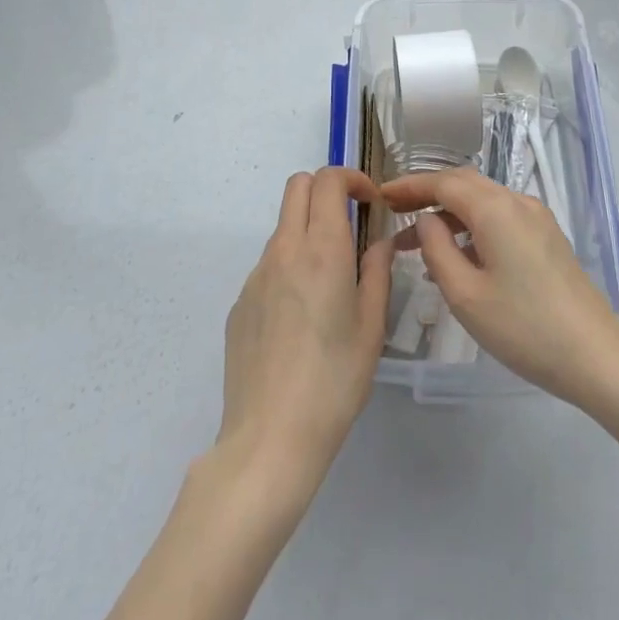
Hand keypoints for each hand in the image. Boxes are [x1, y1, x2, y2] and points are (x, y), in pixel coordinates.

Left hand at [217, 166, 391, 498]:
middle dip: (326, 190)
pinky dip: (289, 267)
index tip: (371, 203)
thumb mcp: (372, 328)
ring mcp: (256, 276)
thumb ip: (377, 273)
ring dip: (308, 230)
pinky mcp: (240, 303)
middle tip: (350, 222)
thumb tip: (379, 243)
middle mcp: (285, 250)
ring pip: (283, 226)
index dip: (352, 179)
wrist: (269, 440)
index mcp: (322, 249)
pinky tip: (300, 318)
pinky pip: (268, 265)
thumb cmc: (333, 383)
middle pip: (297, 186)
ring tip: (329, 282)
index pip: (328, 180)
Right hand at [383, 166, 618, 410]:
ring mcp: (536, 217)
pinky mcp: (547, 237)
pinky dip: (472, 225)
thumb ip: (437, 249)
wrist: (595, 355)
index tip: (380, 195)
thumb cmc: (524, 327)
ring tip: (416, 243)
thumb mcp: (466, 295)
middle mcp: (517, 201)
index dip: (409, 186)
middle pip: (464, 184)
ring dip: (449, 212)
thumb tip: (425, 219)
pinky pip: (500, 217)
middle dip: (427, 194)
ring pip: (483, 200)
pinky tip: (457, 256)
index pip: (444, 182)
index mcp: (495, 208)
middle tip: (393, 213)